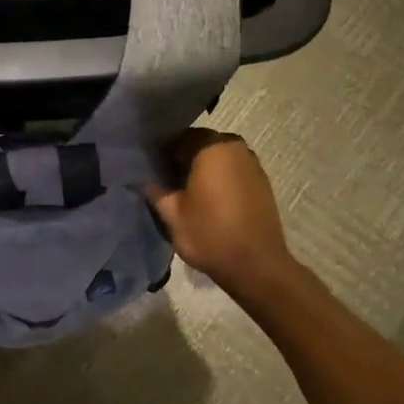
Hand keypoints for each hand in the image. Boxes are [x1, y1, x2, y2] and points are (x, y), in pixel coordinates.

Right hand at [145, 129, 292, 293]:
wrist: (256, 265)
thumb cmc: (210, 234)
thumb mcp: (172, 214)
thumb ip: (155, 191)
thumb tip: (141, 180)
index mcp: (211, 148)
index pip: (180, 138)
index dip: (163, 153)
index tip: (153, 171)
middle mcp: (235, 147)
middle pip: (201, 144)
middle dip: (184, 159)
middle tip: (168, 182)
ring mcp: (252, 164)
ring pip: (219, 157)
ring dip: (203, 169)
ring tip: (189, 193)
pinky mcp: (262, 182)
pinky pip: (234, 170)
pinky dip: (220, 178)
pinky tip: (210, 200)